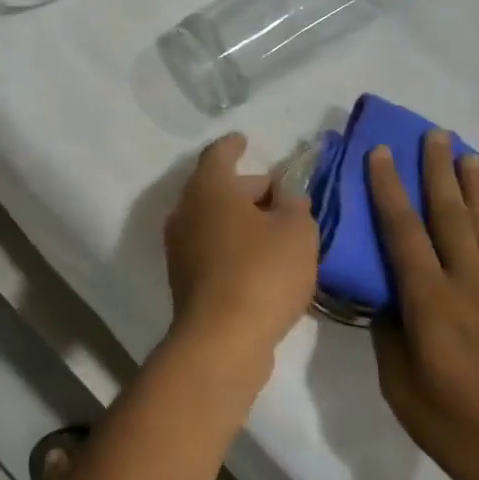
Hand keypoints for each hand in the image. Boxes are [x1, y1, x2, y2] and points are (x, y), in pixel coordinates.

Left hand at [164, 134, 318, 367]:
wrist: (222, 339)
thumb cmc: (262, 272)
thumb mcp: (297, 231)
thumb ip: (295, 206)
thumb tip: (286, 198)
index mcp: (208, 189)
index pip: (218, 155)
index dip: (234, 146)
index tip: (245, 140)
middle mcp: (186, 213)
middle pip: (216, 189)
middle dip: (248, 188)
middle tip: (281, 195)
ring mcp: (180, 249)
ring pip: (214, 222)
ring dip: (242, 221)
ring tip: (278, 230)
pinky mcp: (185, 281)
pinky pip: (212, 250)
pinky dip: (235, 247)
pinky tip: (263, 262)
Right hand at [367, 131, 478, 479]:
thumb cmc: (462, 429)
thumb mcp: (402, 389)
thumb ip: (389, 337)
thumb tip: (386, 302)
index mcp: (431, 302)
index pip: (403, 233)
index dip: (389, 190)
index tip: (381, 152)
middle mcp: (469, 288)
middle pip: (451, 218)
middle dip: (439, 173)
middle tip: (434, 134)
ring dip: (476, 192)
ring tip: (471, 157)